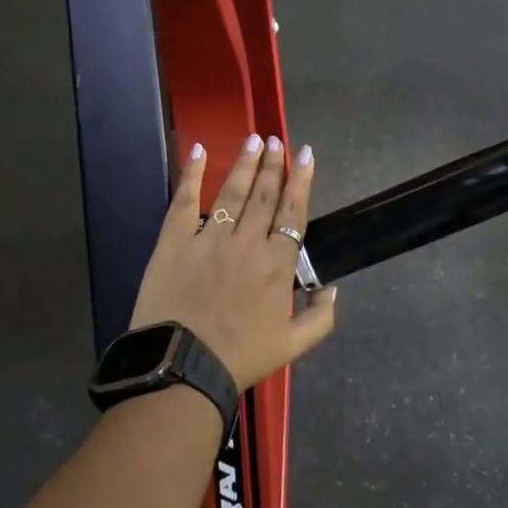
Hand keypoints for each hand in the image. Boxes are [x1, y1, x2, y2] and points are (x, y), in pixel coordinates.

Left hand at [127, 134, 337, 390]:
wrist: (182, 367)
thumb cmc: (240, 357)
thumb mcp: (294, 345)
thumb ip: (321, 316)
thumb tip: (333, 286)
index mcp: (277, 264)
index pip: (293, 212)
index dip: (301, 181)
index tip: (305, 154)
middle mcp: (247, 242)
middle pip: (264, 195)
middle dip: (273, 164)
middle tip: (276, 140)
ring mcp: (209, 238)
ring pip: (232, 192)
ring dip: (245, 164)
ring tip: (253, 140)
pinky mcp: (175, 241)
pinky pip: (184, 200)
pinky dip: (193, 174)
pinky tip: (201, 151)